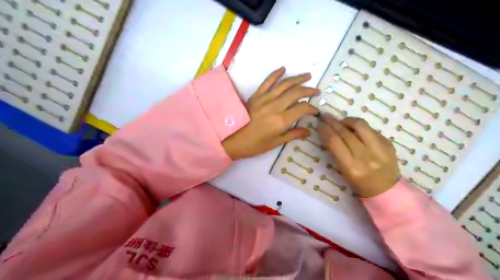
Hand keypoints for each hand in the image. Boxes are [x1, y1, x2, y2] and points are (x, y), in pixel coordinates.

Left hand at [222, 66, 315, 160]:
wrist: (232, 140)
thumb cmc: (255, 145)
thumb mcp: (275, 143)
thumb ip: (293, 135)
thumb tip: (308, 131)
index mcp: (281, 120)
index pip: (302, 109)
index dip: (311, 109)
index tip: (315, 111)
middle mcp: (275, 106)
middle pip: (296, 93)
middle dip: (308, 91)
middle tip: (316, 91)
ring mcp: (265, 99)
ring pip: (285, 84)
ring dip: (297, 78)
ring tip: (307, 75)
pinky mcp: (256, 95)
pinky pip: (267, 81)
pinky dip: (276, 74)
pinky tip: (283, 69)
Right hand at [318, 114, 400, 197]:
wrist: (386, 190)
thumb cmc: (360, 184)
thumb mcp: (344, 172)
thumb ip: (337, 153)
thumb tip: (329, 133)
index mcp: (352, 167)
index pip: (335, 142)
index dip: (325, 130)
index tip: (320, 124)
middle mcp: (366, 157)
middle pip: (345, 132)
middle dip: (333, 122)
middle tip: (326, 117)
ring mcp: (380, 149)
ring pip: (361, 125)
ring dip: (348, 120)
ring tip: (342, 121)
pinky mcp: (389, 144)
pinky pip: (371, 130)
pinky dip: (360, 128)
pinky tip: (356, 130)